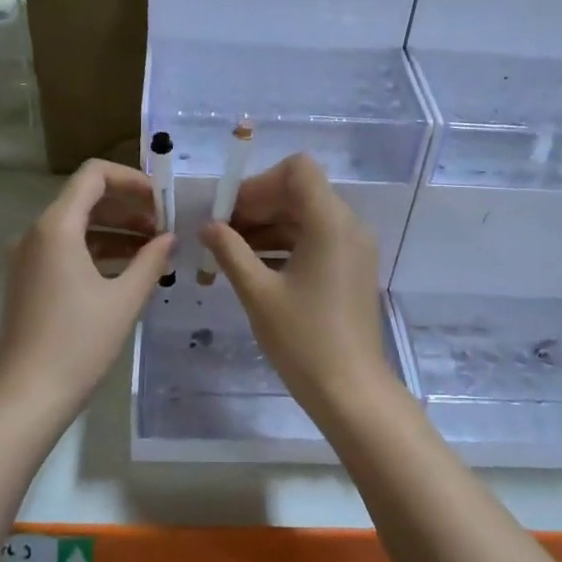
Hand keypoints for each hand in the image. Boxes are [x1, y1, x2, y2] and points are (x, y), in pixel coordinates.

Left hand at [0, 159, 173, 431]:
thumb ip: (151, 259)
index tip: (162, 201)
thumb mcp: (124, 299)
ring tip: (154, 249)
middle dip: (128, 206)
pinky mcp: (28, 279)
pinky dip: (97, 250)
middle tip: (164, 226)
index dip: (132, 179)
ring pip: (77, 226)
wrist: (27, 396)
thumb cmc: (79, 344)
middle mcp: (36, 233)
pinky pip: (66, 249)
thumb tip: (169, 237)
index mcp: (56, 227)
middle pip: (86, 198)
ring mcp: (28, 257)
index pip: (93, 175)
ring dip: (116, 230)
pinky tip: (128, 269)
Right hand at [199, 154, 392, 416]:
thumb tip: (208, 226)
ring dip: (268, 225)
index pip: (297, 170)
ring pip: (306, 216)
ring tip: (229, 251)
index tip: (229, 210)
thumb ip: (230, 250)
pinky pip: (316, 240)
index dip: (259, 183)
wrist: (351, 391)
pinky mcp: (351, 269)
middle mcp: (348, 226)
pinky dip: (285, 244)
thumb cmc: (303, 340)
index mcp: (330, 222)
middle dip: (258, 205)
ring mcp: (353, 248)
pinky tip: (254, 266)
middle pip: (300, 192)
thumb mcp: (258, 293)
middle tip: (220, 232)